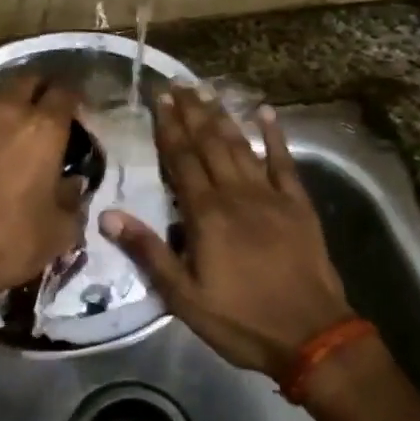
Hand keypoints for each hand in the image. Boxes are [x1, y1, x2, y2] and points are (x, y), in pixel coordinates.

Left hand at [0, 74, 86, 305]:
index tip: (80, 112)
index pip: (66, 91)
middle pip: (29, 80)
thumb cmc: (10, 240)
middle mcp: (8, 111)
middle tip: (50, 112)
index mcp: (44, 128)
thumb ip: (73, 199)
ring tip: (20, 127)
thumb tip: (73, 183)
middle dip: (42, 89)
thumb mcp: (60, 230)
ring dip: (13, 102)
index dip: (76, 97)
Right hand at [100, 88, 352, 382]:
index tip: (160, 98)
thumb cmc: (240, 320)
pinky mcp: (298, 205)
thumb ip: (148, 251)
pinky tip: (266, 112)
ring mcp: (270, 196)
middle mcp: (237, 194)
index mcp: (206, 214)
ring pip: (241, 146)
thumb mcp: (184, 296)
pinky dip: (275, 135)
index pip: (182, 160)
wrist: (311, 336)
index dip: (169, 128)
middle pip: (210, 144)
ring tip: (207, 92)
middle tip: (179, 84)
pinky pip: (284, 162)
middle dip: (192, 112)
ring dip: (222, 117)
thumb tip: (108, 214)